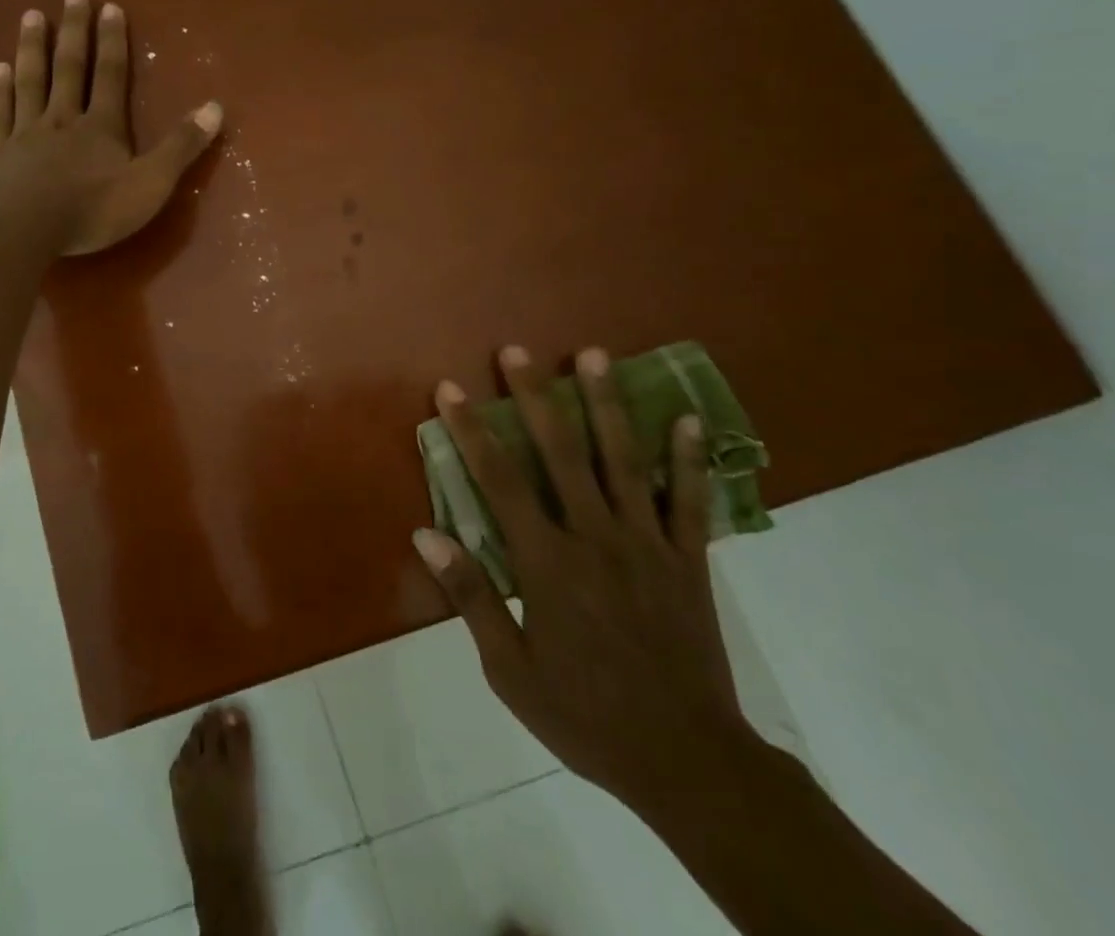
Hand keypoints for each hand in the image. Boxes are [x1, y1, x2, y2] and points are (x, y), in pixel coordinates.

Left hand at [0, 0, 222, 255]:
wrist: (20, 228)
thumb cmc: (91, 210)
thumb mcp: (150, 183)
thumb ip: (181, 147)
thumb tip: (215, 107)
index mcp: (101, 128)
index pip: (111, 76)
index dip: (113, 42)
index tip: (110, 7)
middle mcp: (62, 120)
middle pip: (69, 68)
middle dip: (73, 32)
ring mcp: (24, 134)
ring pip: (30, 82)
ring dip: (32, 48)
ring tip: (31, 16)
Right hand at [414, 345, 748, 809]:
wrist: (688, 763)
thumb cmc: (586, 715)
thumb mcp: (510, 669)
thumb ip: (471, 595)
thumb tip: (424, 534)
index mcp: (547, 562)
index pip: (499, 480)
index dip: (471, 430)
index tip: (450, 389)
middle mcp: (595, 537)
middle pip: (560, 452)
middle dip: (535, 396)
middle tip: (517, 351)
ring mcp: (647, 543)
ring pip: (624, 460)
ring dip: (605, 403)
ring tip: (593, 354)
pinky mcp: (689, 559)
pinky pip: (689, 500)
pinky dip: (688, 457)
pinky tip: (686, 416)